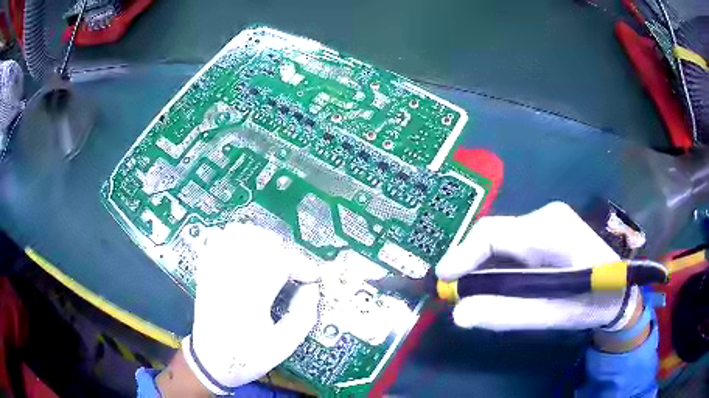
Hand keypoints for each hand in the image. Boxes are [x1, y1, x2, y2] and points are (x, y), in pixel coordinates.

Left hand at [177, 223, 319, 394]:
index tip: (313, 276)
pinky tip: (248, 251)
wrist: (210, 362)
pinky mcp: (206, 272)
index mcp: (250, 298)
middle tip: (295, 270)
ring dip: (261, 240)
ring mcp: (214, 272)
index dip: (302, 265)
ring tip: (274, 257)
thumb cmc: (248, 357)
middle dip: (284, 251)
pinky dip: (236, 238)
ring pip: (237, 234)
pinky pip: (218, 241)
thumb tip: (311, 288)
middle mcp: (230, 278)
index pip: (279, 263)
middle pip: (259, 242)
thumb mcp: (283, 345)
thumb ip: (303, 316)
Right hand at [436, 202, 639, 331]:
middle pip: (493, 234)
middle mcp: (545, 216)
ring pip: (499, 239)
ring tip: (474, 294)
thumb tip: (459, 314)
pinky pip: (510, 243)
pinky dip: (496, 264)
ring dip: (482, 266)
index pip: (493, 233)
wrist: (621, 289)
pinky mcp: (546, 228)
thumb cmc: (593, 301)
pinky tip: (499, 284)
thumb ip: (508, 314)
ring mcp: (546, 219)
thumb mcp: (554, 315)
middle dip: (469, 264)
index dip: (461, 256)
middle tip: (455, 295)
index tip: (441, 283)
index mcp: (551, 230)